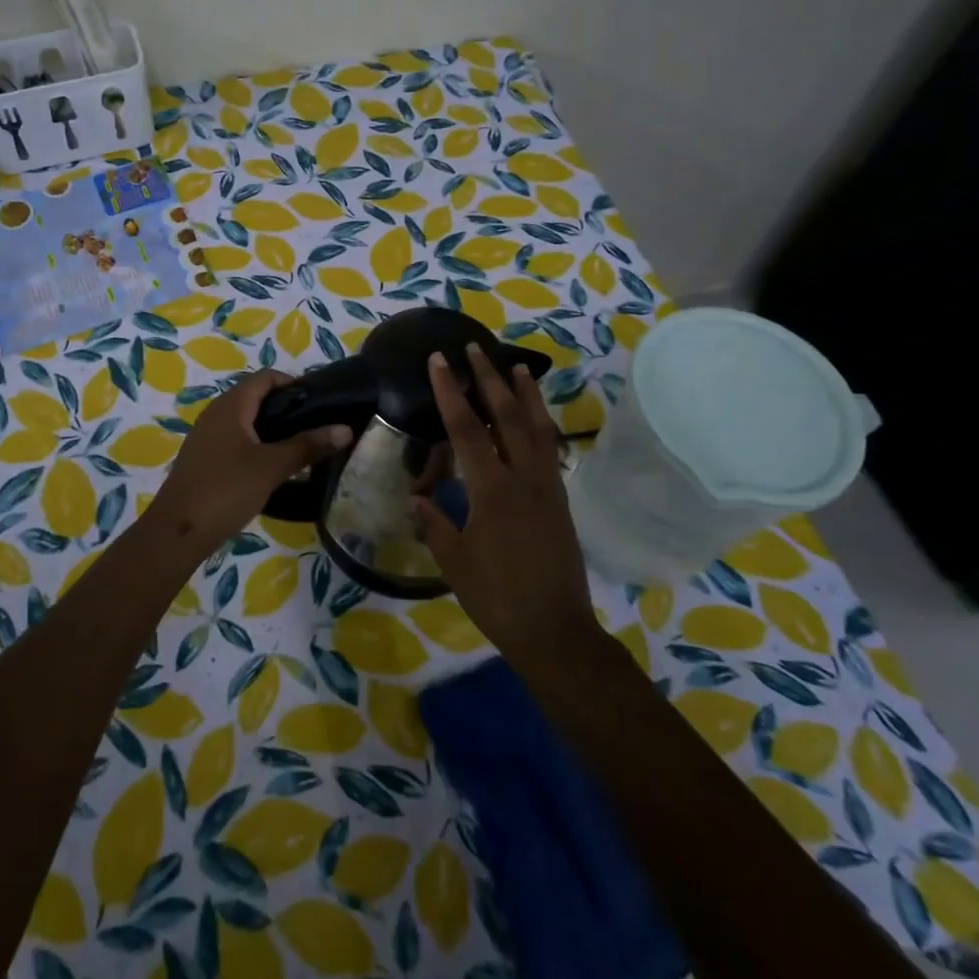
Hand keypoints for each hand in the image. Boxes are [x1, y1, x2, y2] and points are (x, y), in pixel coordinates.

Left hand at [145, 371, 350, 556]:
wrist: (178, 531)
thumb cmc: (226, 489)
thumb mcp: (272, 467)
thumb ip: (308, 445)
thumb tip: (345, 429)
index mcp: (231, 405)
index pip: (266, 377)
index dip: (293, 383)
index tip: (321, 402)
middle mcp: (216, 413)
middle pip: (255, 397)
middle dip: (286, 407)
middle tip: (316, 426)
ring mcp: (206, 436)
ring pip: (246, 420)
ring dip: (272, 428)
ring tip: (301, 446)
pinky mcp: (203, 458)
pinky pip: (235, 439)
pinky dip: (256, 444)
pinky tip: (273, 467)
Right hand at [412, 346, 595, 656]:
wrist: (554, 629)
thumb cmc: (496, 597)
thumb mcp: (454, 561)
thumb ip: (436, 523)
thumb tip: (418, 498)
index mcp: (491, 490)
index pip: (466, 429)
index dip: (451, 391)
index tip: (440, 361)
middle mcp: (523, 478)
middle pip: (506, 416)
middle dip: (489, 379)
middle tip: (476, 348)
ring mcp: (547, 487)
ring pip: (536, 428)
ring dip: (525, 394)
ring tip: (516, 366)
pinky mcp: (560, 500)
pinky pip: (550, 450)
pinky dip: (542, 425)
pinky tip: (537, 418)